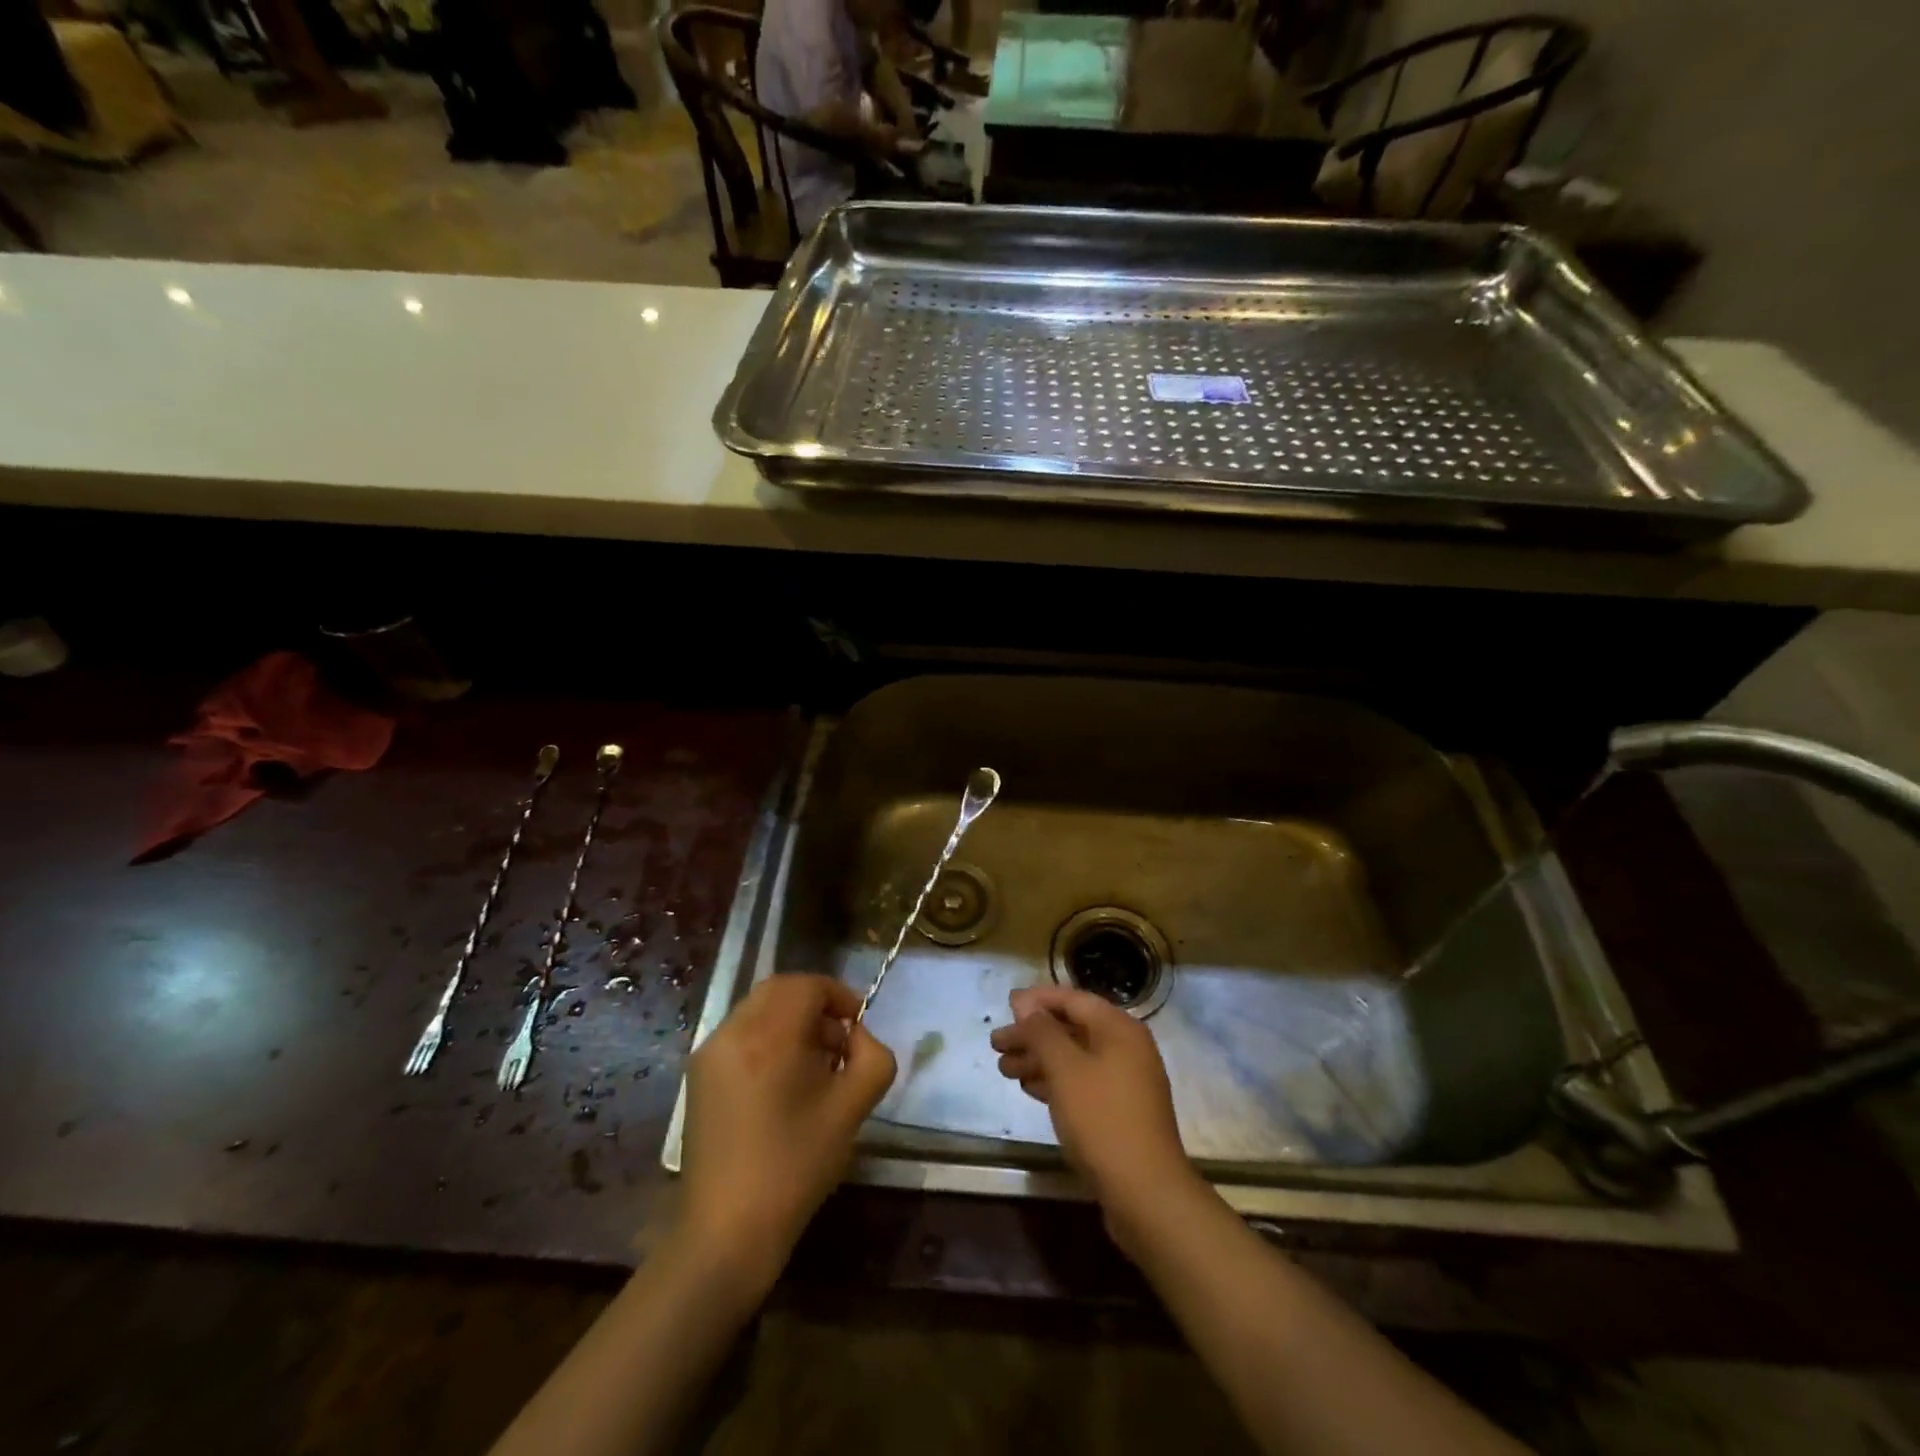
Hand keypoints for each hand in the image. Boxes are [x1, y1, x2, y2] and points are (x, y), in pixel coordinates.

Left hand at [678, 975, 895, 1297]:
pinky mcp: (698, 1075)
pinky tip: (783, 1083)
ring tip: (814, 1065)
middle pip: (780, 990)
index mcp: (769, 1036)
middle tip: (839, 1041)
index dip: (839, 996)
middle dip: (815, 1004)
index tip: (859, 1026)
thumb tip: (858, 1037)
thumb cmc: (796, 1167)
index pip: (808, 986)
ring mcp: (709, 1053)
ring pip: (759, 1010)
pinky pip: (740, 1035)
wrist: (727, 1232)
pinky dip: (767, 1038)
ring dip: (791, 1020)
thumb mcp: (853, 1109)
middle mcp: (733, 1032)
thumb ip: (872, 1058)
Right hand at [990, 986, 1204, 1254]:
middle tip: (996, 1044)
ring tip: (1004, 1069)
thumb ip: (1042, 1032)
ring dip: (1038, 1059)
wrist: (1146, 1193)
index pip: (1073, 999)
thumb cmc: (1102, 1119)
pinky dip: (1054, 1082)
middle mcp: (1125, 1048)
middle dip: (1032, 1034)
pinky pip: (1081, 1083)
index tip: (1006, 1006)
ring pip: (1074, 1058)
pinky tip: (1029, 1088)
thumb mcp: (1065, 1069)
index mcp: (1119, 1029)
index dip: (1037, 999)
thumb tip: (1026, 1004)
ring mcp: (1125, 1081)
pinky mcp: (1119, 1111)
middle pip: (1071, 1029)